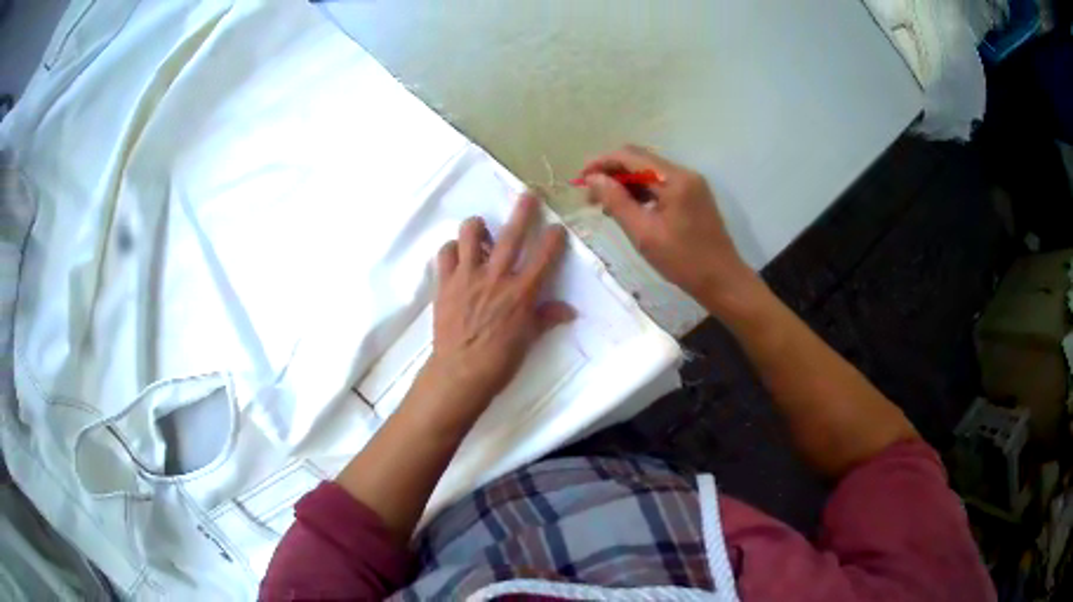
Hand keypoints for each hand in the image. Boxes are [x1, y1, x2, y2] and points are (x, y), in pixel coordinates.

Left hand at [416, 194, 575, 430]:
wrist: (460, 373)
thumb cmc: (500, 361)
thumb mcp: (529, 340)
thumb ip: (547, 318)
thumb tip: (569, 311)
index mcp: (522, 292)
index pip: (545, 255)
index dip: (553, 238)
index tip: (557, 228)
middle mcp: (496, 277)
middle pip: (512, 235)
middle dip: (523, 211)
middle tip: (527, 195)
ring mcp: (467, 277)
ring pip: (470, 234)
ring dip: (477, 226)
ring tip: (480, 227)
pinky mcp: (444, 283)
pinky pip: (445, 254)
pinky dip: (451, 249)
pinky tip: (456, 255)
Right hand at [581, 145, 750, 301]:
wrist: (722, 281)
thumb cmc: (683, 261)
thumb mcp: (644, 233)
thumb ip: (617, 202)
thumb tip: (594, 179)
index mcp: (674, 179)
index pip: (630, 156)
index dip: (601, 163)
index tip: (580, 180)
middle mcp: (684, 173)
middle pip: (639, 160)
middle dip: (611, 173)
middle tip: (590, 197)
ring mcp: (691, 184)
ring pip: (649, 173)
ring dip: (625, 184)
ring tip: (606, 207)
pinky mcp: (693, 196)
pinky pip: (660, 185)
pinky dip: (641, 193)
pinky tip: (628, 210)